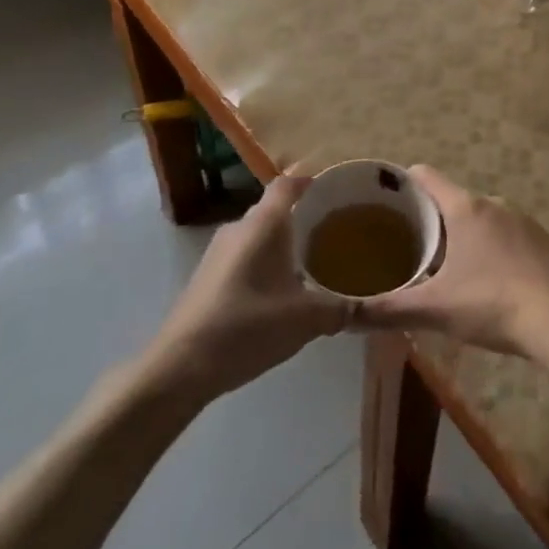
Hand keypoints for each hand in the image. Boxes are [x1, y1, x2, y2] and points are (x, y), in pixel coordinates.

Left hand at [147, 174, 350, 402]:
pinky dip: (265, 265)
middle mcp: (239, 228)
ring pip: (259, 236)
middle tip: (334, 232)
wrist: (179, 367)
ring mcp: (218, 253)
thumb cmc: (246, 327)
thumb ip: (341, 308)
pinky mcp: (207, 278)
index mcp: (263, 223)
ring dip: (283, 246)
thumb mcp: (305, 319)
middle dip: (303, 218)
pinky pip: (244, 257)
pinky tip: (280, 294)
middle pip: (274, 210)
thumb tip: (369, 307)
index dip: (310, 180)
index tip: (334, 189)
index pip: (288, 184)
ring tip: (313, 264)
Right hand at [350, 166, 548, 357]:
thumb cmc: (492, 304)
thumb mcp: (435, 308)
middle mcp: (493, 203)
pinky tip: (492, 284)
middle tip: (413, 253)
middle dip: (432, 222)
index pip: (425, 176)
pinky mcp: (543, 240)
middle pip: (452, 201)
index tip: (385, 205)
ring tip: (451, 273)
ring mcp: (522, 219)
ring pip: (481, 220)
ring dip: (465, 238)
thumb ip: (389, 308)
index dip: (402, 185)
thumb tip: (346, 314)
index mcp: (464, 207)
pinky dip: (494, 251)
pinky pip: (508, 236)